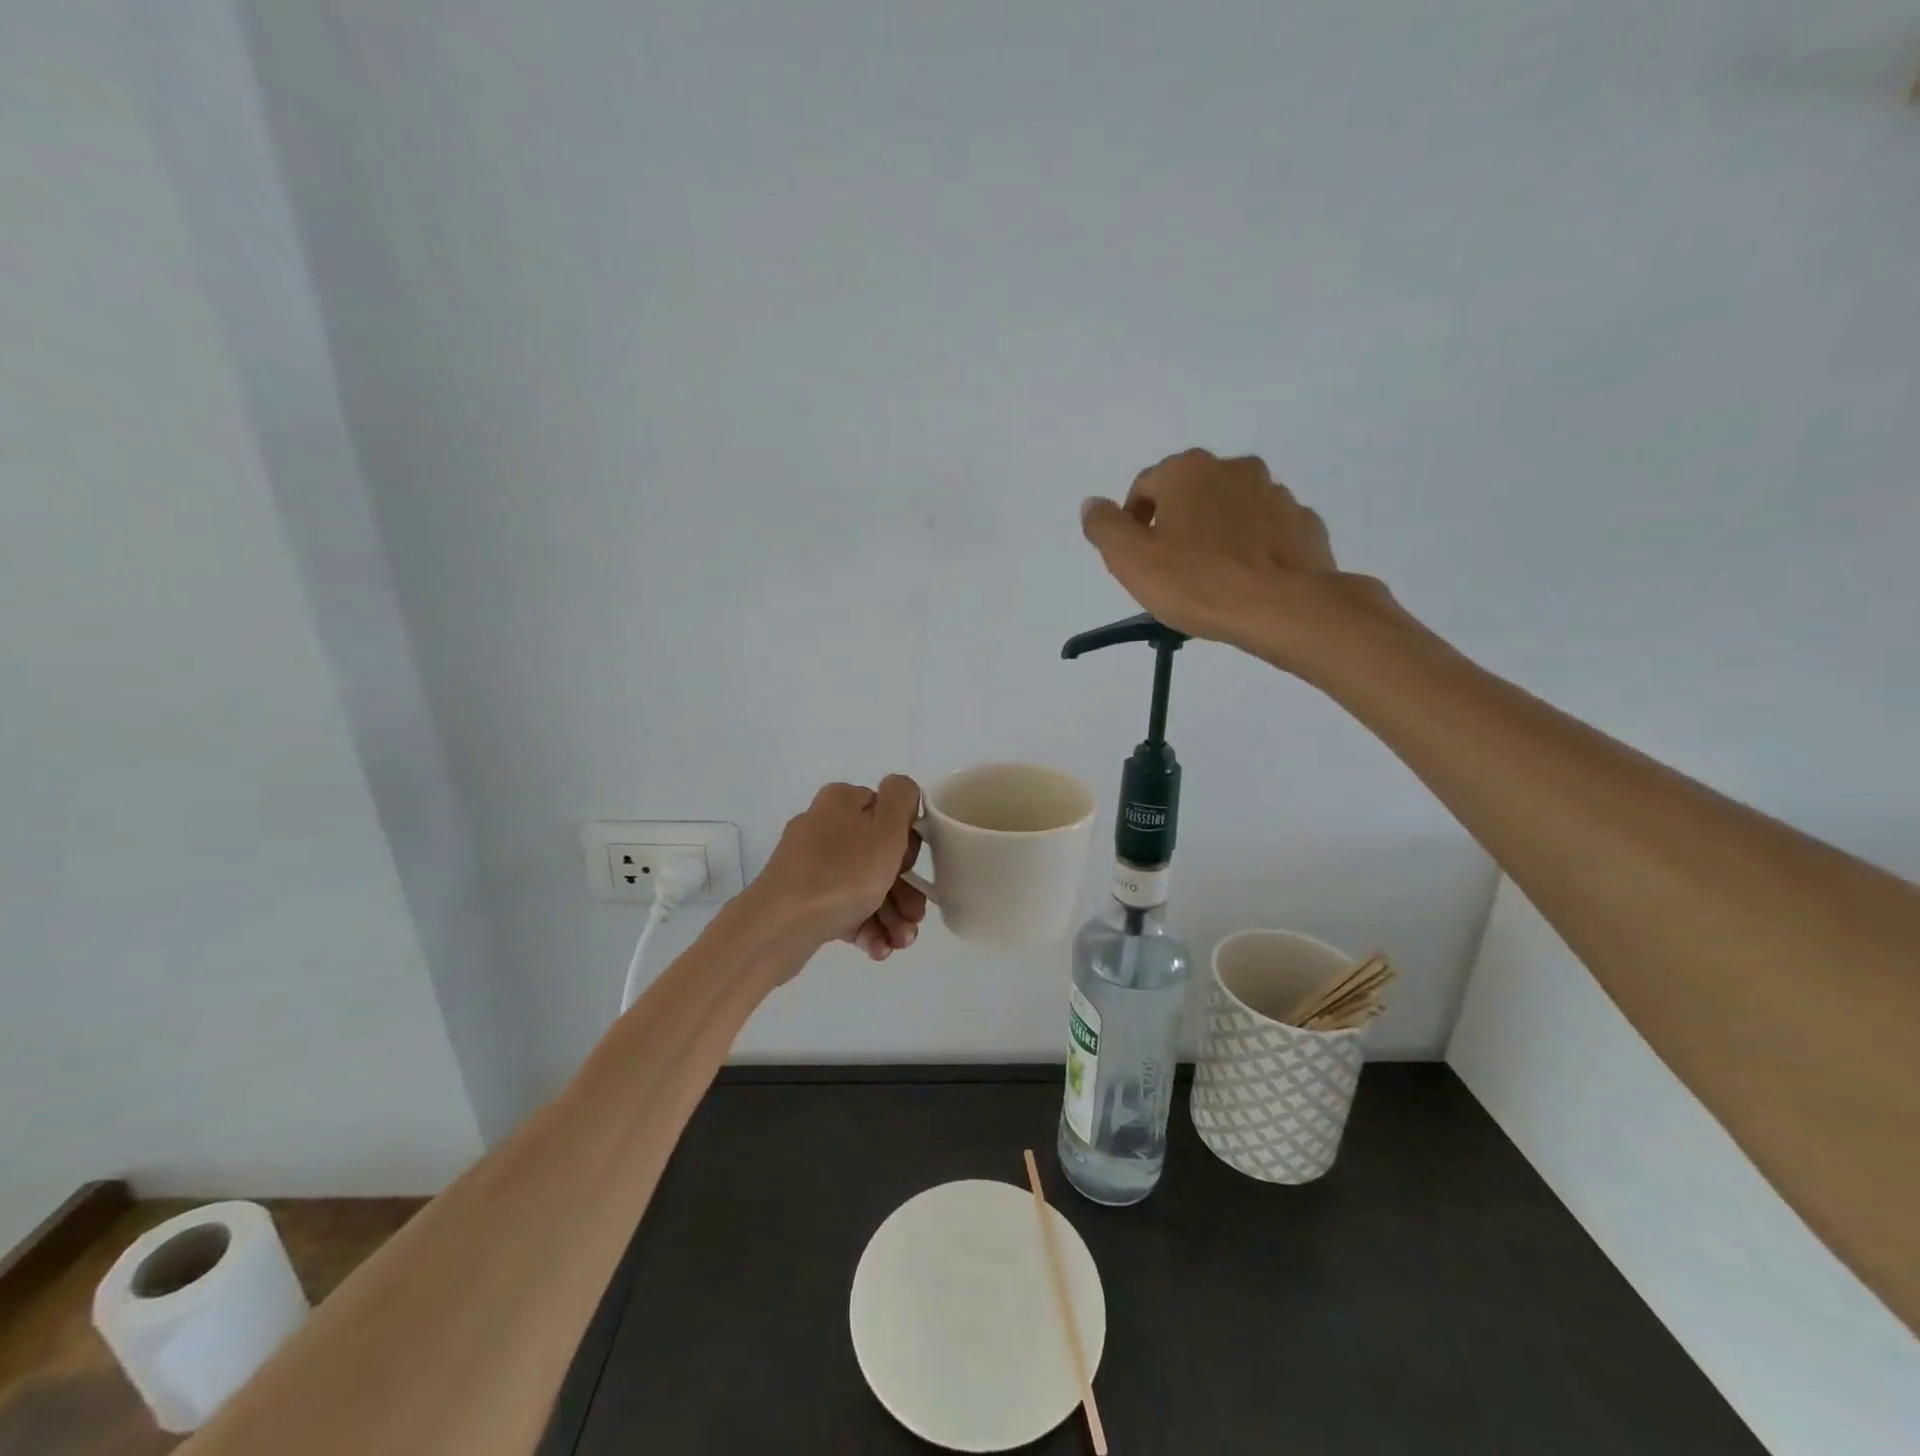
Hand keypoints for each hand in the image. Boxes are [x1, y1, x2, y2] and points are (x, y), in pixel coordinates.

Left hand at [753, 777, 928, 963]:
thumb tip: (902, 791)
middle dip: (904, 890)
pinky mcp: (802, 898)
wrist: (778, 927)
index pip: (889, 813)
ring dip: (890, 914)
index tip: (911, 870)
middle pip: (879, 855)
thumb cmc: (842, 876)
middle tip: (914, 919)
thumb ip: (902, 798)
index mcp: (842, 801)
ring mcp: (810, 864)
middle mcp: (824, 826)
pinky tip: (877, 949)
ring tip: (900, 943)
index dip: (907, 844)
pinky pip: (842, 906)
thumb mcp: (886, 830)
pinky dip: (864, 925)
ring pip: (863, 885)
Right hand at [1080, 449, 1395, 671]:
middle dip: (1176, 525)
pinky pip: (1266, 531)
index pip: (1144, 486)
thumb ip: (1104, 527)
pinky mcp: (1303, 524)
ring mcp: (1276, 493)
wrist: (1284, 608)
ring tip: (1211, 579)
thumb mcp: (1130, 560)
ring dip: (1215, 534)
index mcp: (1188, 470)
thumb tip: (1092, 504)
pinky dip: (1252, 548)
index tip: (1136, 559)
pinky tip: (1246, 580)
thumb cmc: (1198, 582)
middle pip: (1190, 495)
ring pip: (1231, 510)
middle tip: (1170, 571)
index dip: (1132, 522)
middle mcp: (1234, 468)